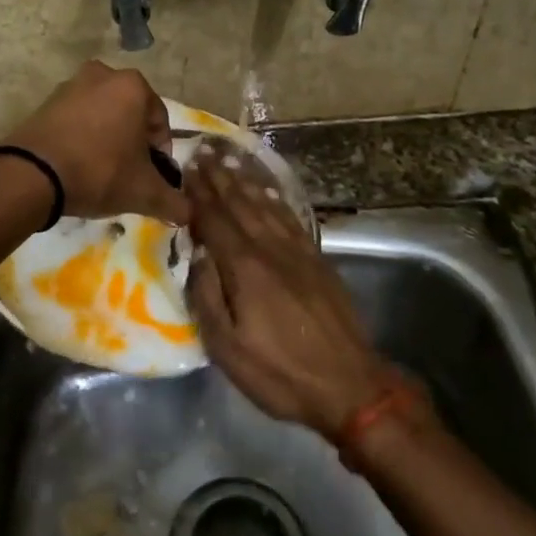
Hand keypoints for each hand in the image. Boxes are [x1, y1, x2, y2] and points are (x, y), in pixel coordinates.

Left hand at [4, 61, 190, 225]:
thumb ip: (172, 201)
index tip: (154, 178)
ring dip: (107, 140)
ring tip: (102, 173)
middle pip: (130, 115)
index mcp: (133, 86)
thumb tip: (187, 214)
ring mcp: (70, 86)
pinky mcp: (45, 102)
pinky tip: (78, 166)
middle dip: (133, 144)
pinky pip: (75, 120)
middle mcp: (103, 75)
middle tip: (129, 175)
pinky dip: (82, 139)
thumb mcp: (144, 192)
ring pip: (102, 116)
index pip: (160, 122)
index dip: (161, 154)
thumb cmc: (99, 172)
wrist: (32, 175)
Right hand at [184, 142, 390, 436]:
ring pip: (266, 204)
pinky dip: (275, 196)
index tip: (186, 168)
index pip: (215, 220)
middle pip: (240, 203)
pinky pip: (290, 216)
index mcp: (245, 268)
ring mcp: (298, 251)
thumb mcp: (227, 348)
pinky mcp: (317, 258)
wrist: (350, 386)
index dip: (198, 194)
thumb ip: (207, 296)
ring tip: (228, 157)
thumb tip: (196, 254)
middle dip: (219, 176)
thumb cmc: (280, 373)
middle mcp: (270, 249)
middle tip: (203, 149)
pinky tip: (266, 187)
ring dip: (244, 179)